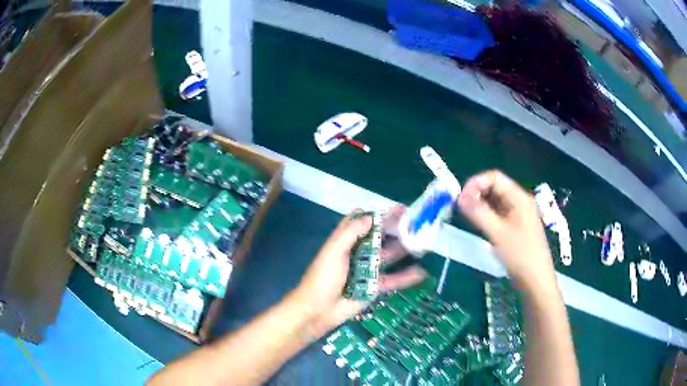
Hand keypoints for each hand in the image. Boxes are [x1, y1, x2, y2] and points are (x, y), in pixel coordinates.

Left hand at [292, 210, 426, 337]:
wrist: (319, 310)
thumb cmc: (323, 278)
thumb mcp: (333, 252)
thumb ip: (350, 233)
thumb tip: (370, 217)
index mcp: (346, 241)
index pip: (363, 222)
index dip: (379, 214)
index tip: (398, 209)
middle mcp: (359, 252)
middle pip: (380, 237)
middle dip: (397, 229)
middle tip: (417, 223)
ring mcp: (368, 270)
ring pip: (390, 256)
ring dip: (404, 249)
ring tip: (423, 242)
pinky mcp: (375, 286)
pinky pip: (393, 279)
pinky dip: (406, 277)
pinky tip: (422, 272)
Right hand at [457, 170, 554, 287]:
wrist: (536, 280)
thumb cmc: (520, 255)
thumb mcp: (498, 233)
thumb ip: (479, 213)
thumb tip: (460, 196)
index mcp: (519, 198)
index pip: (495, 177)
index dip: (476, 183)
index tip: (461, 197)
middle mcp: (519, 202)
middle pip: (495, 187)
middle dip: (477, 193)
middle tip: (460, 206)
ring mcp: (518, 214)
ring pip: (496, 201)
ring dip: (481, 204)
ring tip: (467, 215)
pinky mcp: (515, 226)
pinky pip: (499, 213)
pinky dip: (487, 214)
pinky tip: (479, 223)